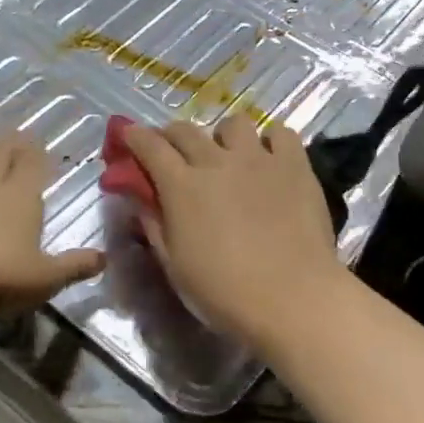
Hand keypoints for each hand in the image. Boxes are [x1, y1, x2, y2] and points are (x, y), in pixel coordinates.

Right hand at [123, 115, 347, 350]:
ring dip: (223, 136)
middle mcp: (217, 161)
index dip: (135, 137)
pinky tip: (271, 160)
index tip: (128, 135)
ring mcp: (259, 158)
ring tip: (229, 156)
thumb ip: (154, 226)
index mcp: (182, 186)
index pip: (150, 146)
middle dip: (171, 136)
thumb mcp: (175, 266)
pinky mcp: (295, 165)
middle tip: (173, 153)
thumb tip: (140, 200)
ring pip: (234, 124)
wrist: (293, 298)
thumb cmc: (224, 293)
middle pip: (186, 130)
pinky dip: (271, 142)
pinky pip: (281, 134)